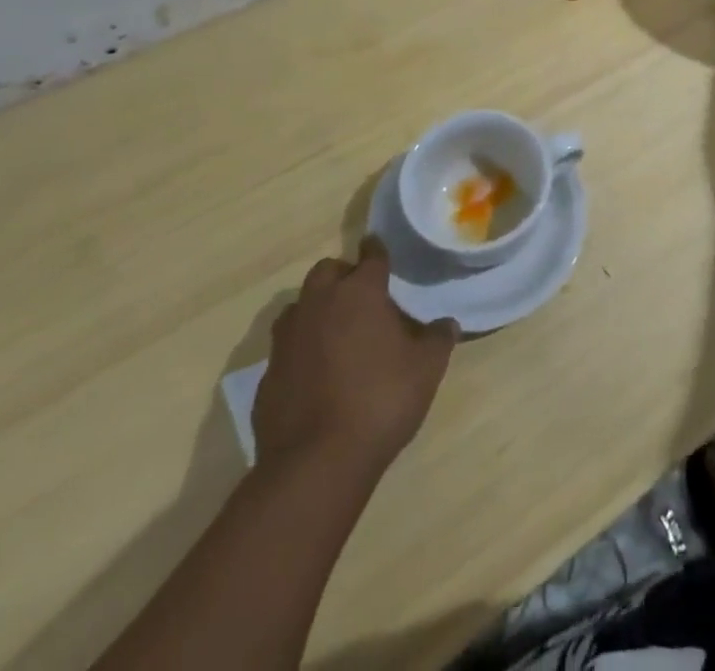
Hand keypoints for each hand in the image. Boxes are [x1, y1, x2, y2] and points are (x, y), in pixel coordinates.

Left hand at [253, 238, 455, 477]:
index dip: (378, 251)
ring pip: (299, 307)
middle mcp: (318, 305)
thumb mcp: (426, 368)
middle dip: (342, 275)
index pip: (371, 256)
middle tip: (362, 296)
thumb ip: (438, 338)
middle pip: (326, 271)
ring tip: (337, 333)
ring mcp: (287, 340)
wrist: (315, 464)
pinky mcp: (266, 376)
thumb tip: (447, 324)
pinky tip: (317, 376)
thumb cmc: (380, 400)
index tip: (381, 250)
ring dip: (316, 310)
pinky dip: (301, 352)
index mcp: (359, 293)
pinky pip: (286, 349)